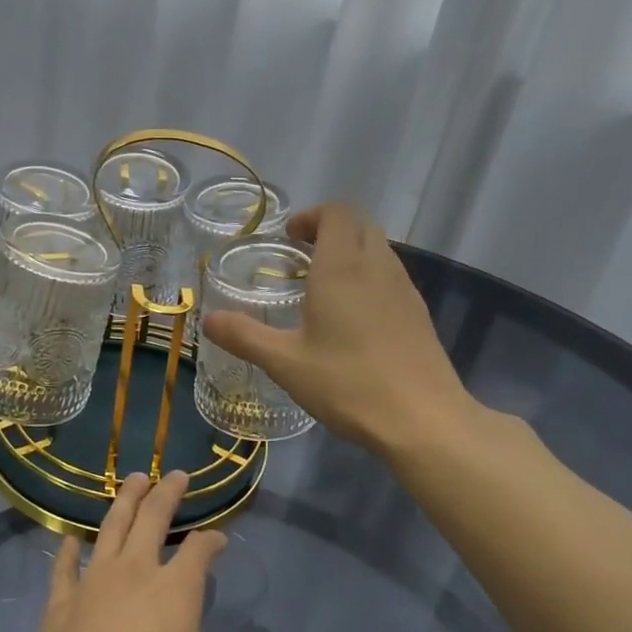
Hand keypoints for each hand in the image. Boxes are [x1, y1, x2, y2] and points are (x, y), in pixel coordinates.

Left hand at [22, 472, 235, 631]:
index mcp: (176, 589)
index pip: (200, 550)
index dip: (212, 540)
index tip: (219, 539)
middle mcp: (136, 571)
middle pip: (153, 518)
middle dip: (167, 492)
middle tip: (175, 474)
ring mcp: (94, 581)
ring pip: (112, 526)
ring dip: (126, 500)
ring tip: (134, 479)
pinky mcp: (61, 601)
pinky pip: (65, 566)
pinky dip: (69, 549)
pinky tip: (71, 538)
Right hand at [202, 202, 476, 456]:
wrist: (423, 420)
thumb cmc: (348, 383)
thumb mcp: (285, 362)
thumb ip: (244, 336)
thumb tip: (208, 320)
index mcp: (342, 267)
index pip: (336, 212)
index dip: (312, 216)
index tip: (289, 238)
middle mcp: (377, 267)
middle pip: (360, 225)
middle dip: (330, 230)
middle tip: (301, 257)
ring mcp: (404, 289)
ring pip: (379, 250)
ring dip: (352, 253)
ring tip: (324, 287)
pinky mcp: (419, 314)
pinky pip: (392, 277)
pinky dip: (369, 278)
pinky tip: (353, 319)